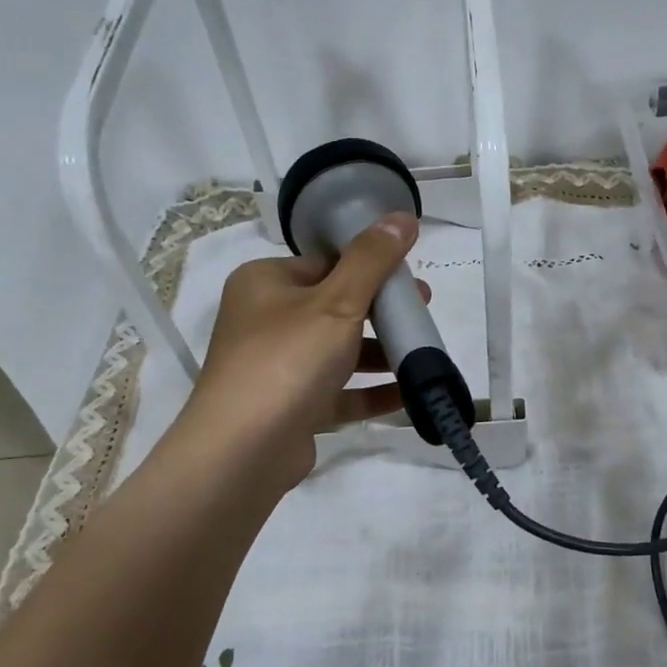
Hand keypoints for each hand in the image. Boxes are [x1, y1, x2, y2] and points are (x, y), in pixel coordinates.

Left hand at [182, 212, 424, 492]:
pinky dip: (371, 391)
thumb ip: (372, 259)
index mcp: (266, 283)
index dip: (371, 267)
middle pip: (335, 307)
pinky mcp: (291, 407)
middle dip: (382, 312)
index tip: (410, 278)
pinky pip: (338, 392)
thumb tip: (403, 215)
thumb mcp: (337, 302)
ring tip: (424, 352)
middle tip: (423, 312)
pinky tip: (410, 392)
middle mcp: (266, 321)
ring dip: (381, 353)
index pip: (326, 263)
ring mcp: (277, 367)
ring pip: (338, 351)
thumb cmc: (288, 360)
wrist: (242, 451)